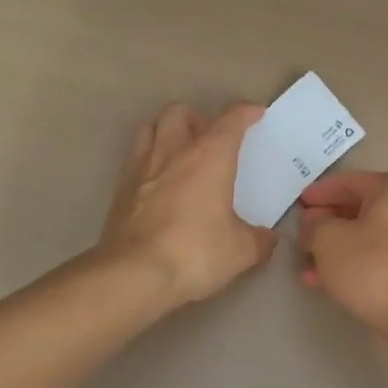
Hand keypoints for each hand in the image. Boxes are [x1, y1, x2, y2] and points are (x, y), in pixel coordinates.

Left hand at [101, 102, 276, 306]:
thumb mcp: (240, 251)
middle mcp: (174, 152)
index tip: (256, 115)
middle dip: (198, 117)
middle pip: (180, 111)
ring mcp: (141, 168)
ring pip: (151, 127)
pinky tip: (158, 183)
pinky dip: (149, 161)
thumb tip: (267, 238)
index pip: (231, 119)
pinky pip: (135, 158)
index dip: (246, 112)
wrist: (132, 276)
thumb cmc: (194, 253)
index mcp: (210, 156)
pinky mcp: (120, 190)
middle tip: (211, 140)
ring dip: (167, 132)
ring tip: (181, 154)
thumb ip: (258, 240)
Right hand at [297, 172, 387, 333]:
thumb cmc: (373, 266)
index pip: (351, 182)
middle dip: (327, 222)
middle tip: (302, 233)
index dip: (322, 191)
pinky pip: (374, 260)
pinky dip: (350, 266)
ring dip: (335, 248)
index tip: (300, 202)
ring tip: (306, 264)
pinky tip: (324, 283)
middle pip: (359, 209)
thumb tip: (313, 224)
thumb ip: (314, 226)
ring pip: (364, 238)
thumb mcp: (329, 240)